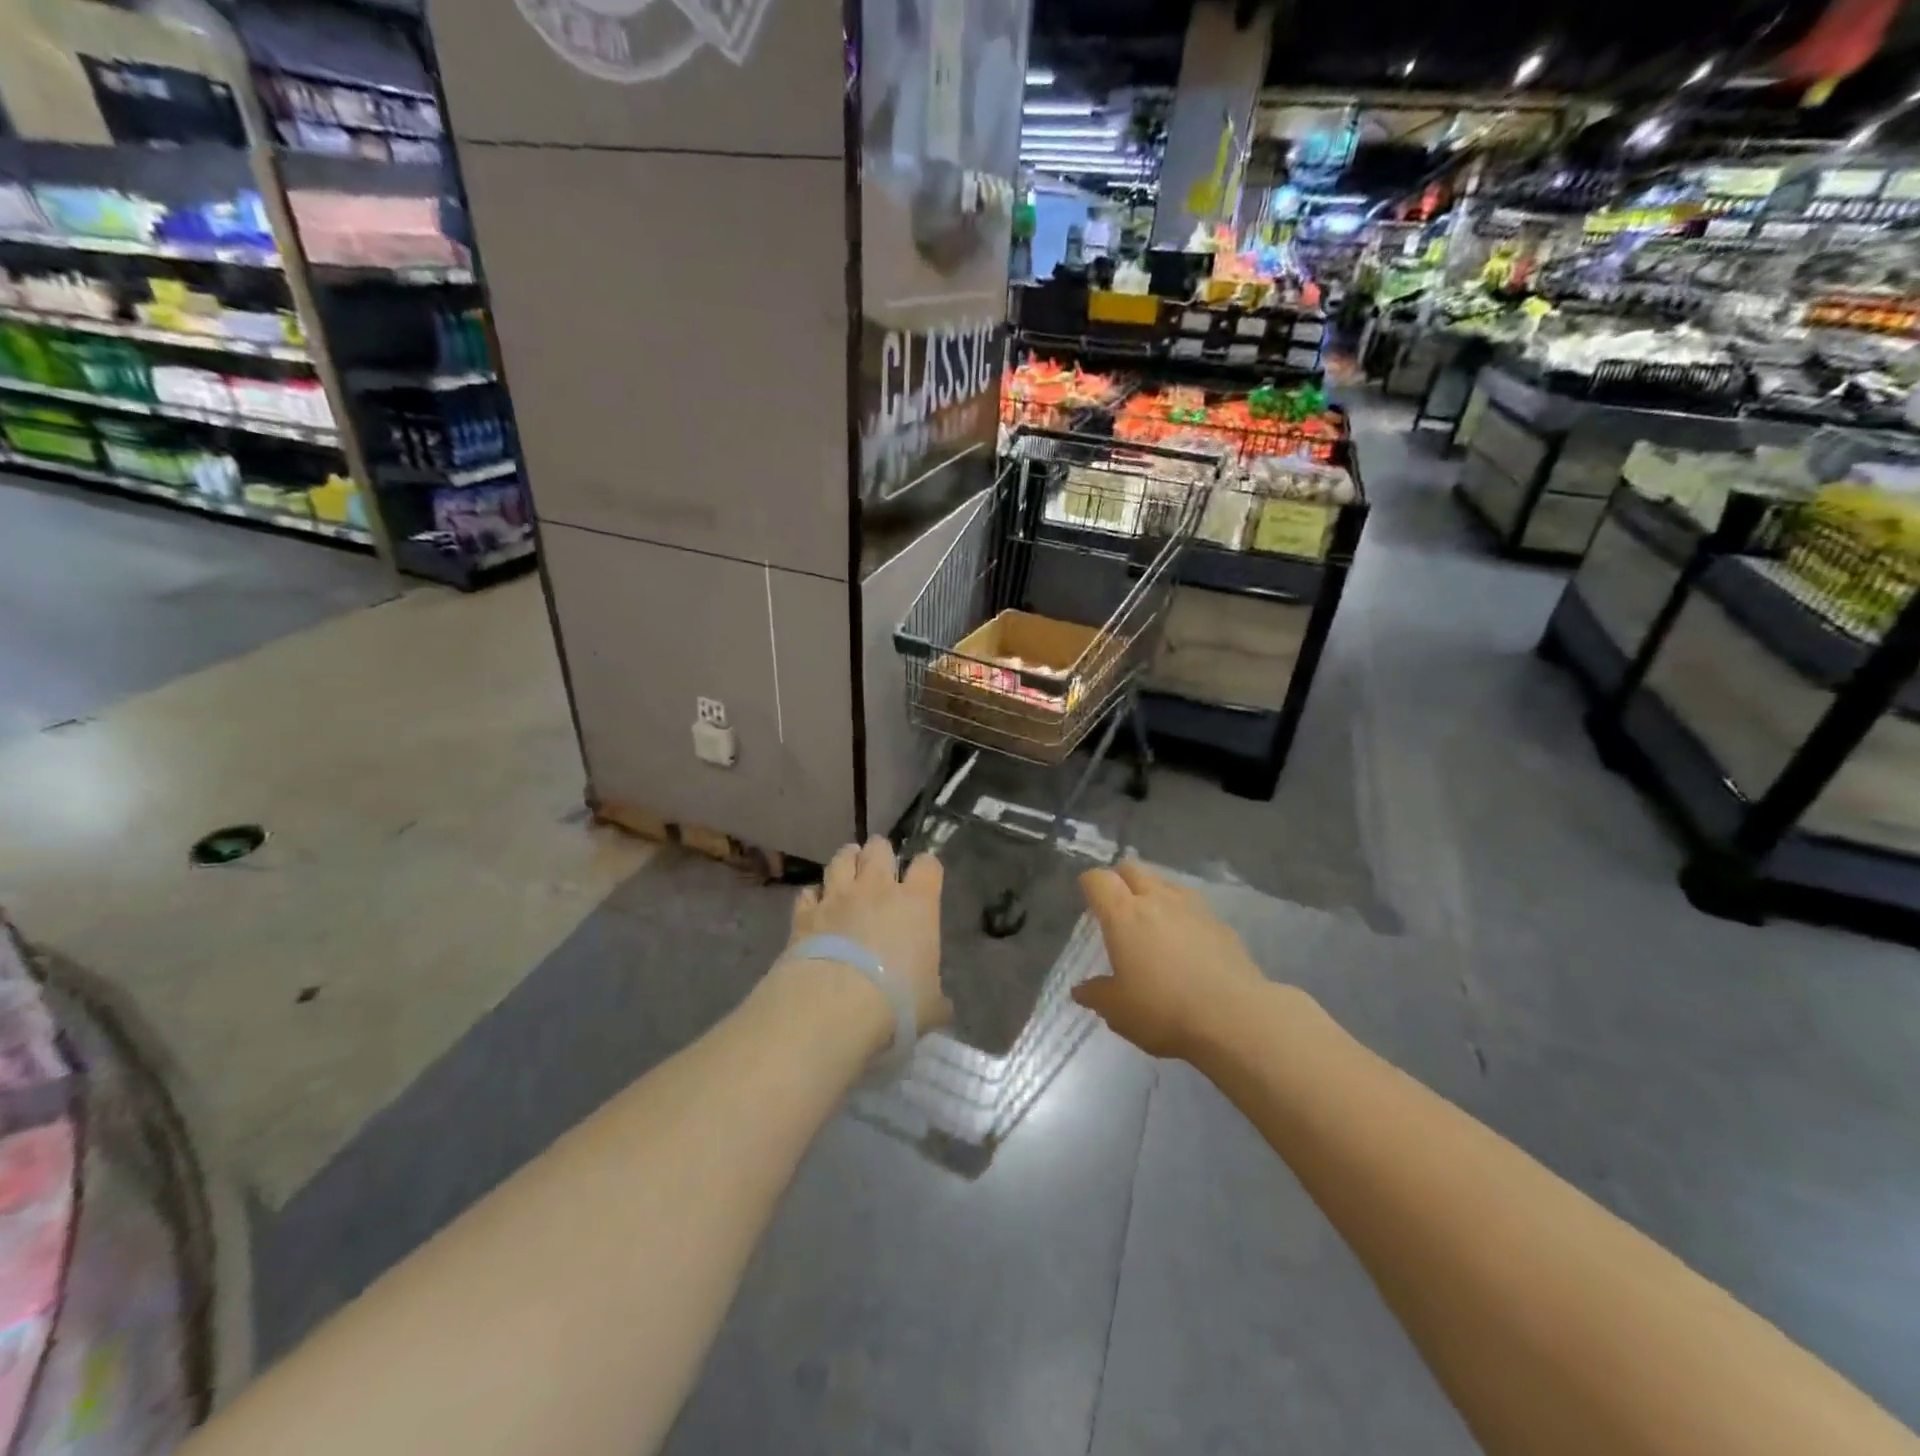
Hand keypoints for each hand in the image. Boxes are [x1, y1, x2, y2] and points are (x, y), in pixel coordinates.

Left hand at [785, 837, 951, 1036]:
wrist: (834, 1005)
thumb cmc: (896, 1002)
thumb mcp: (930, 1006)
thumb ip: (936, 997)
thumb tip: (940, 1005)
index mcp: (917, 903)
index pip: (928, 865)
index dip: (926, 868)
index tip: (924, 879)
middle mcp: (878, 888)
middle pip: (879, 847)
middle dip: (880, 854)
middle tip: (879, 871)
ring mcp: (838, 896)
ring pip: (841, 857)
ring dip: (846, 862)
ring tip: (847, 874)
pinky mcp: (805, 912)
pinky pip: (809, 892)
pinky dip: (814, 897)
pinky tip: (815, 909)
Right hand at [1072, 859, 1266, 1059]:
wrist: (1235, 1018)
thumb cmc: (1164, 1011)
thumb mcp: (1119, 1011)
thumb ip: (1097, 995)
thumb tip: (1080, 990)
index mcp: (1124, 915)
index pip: (1098, 880)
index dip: (1089, 883)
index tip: (1086, 896)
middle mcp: (1156, 899)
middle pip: (1132, 869)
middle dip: (1120, 879)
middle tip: (1117, 904)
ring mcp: (1192, 907)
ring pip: (1164, 882)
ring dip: (1152, 892)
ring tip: (1152, 920)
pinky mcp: (1219, 922)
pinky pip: (1191, 905)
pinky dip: (1181, 913)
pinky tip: (1185, 941)